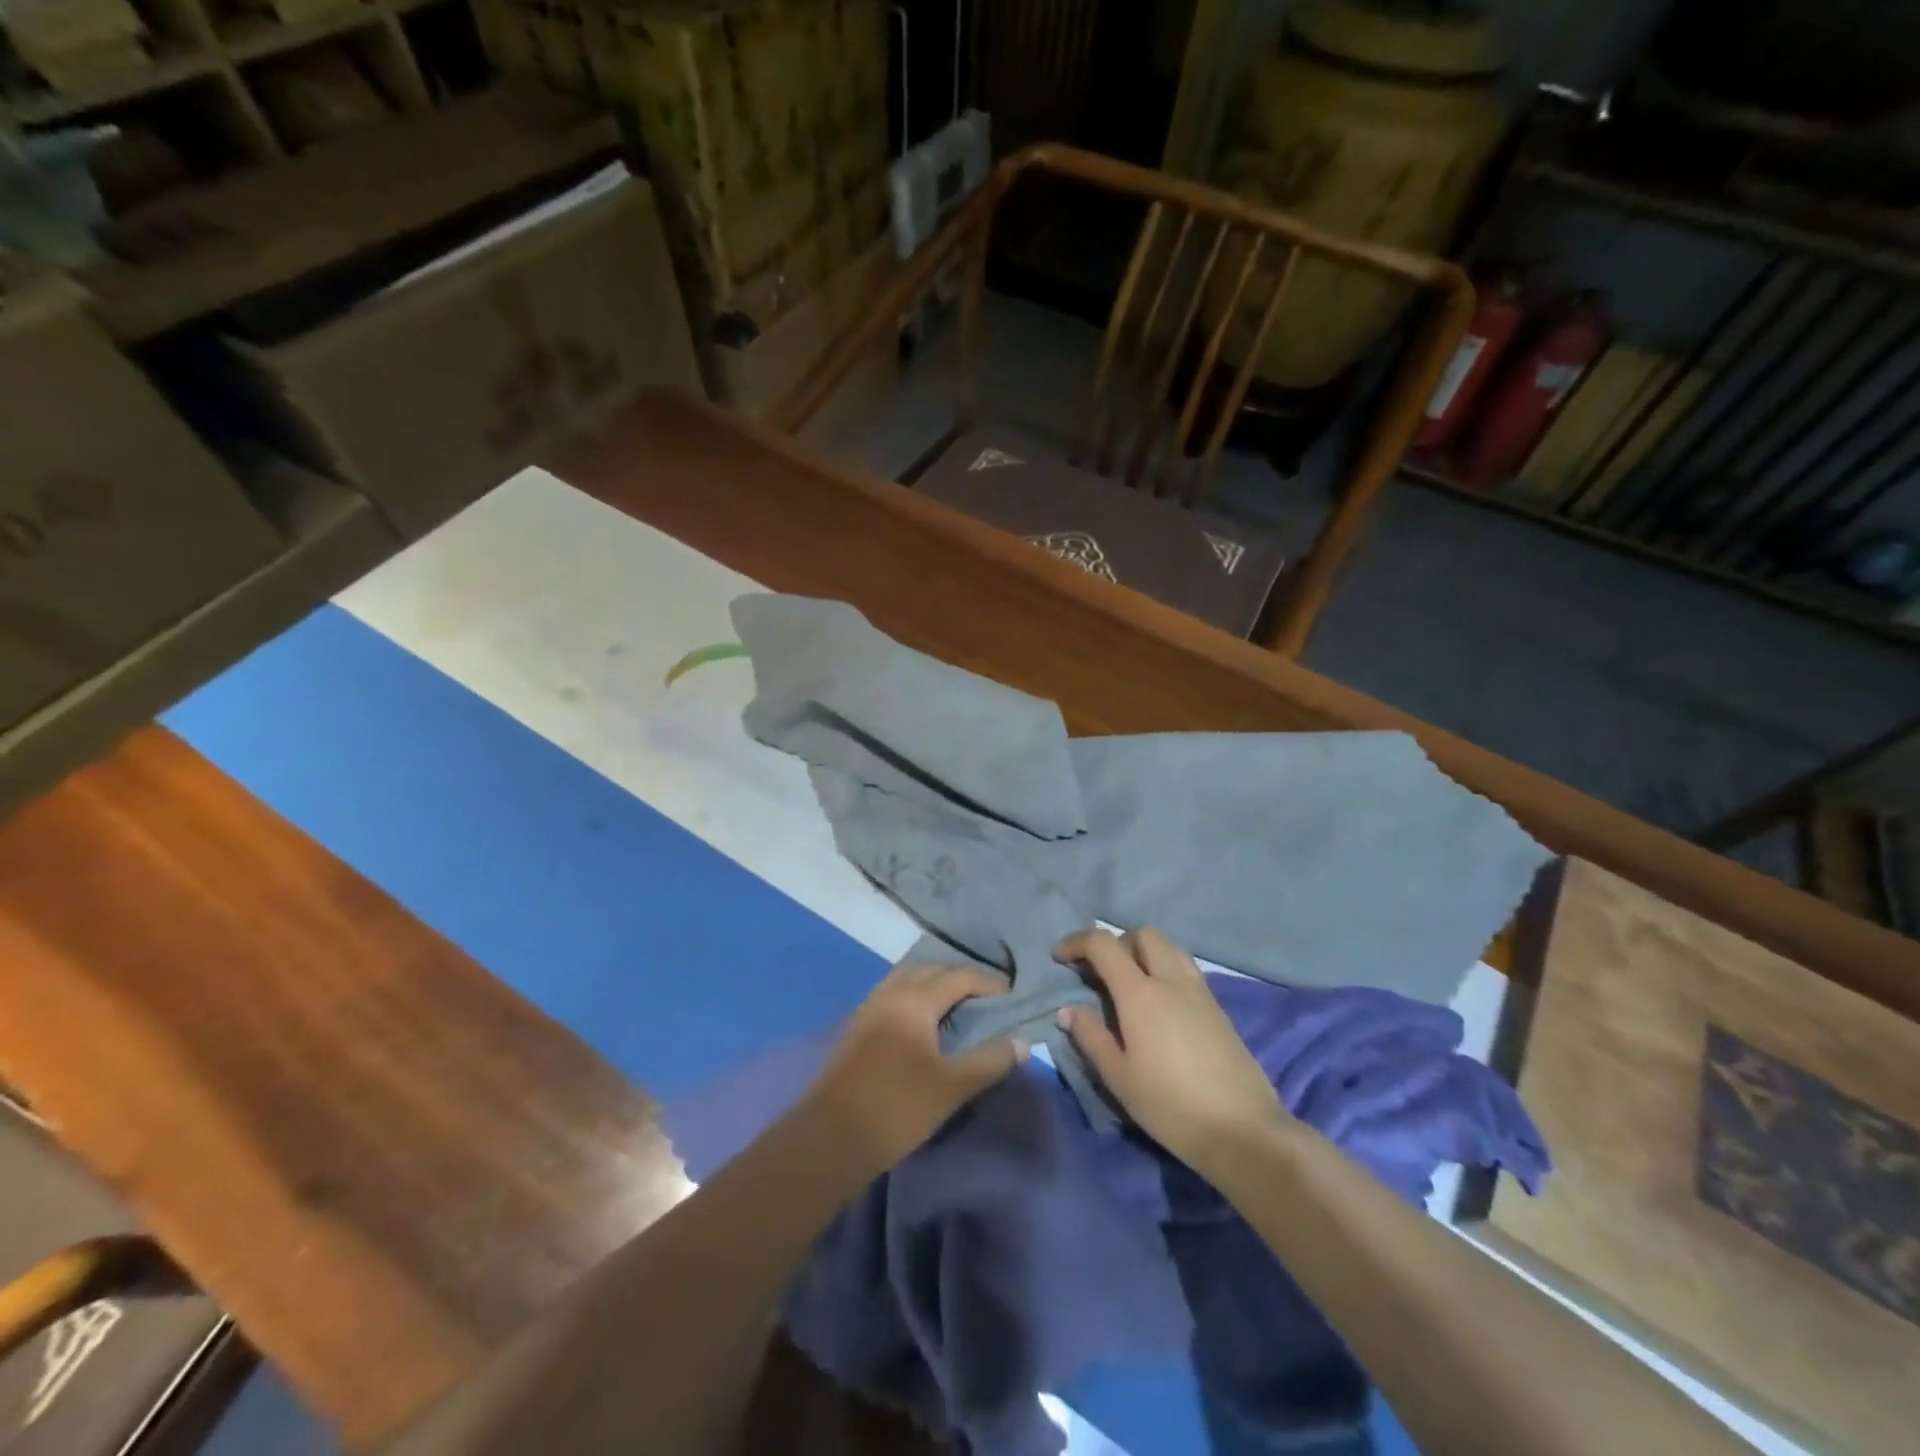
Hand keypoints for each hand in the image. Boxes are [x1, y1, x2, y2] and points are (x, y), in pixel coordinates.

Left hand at [804, 964, 1027, 1174]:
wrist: (831, 1137)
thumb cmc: (897, 1107)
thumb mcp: (952, 1086)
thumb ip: (989, 1061)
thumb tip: (1023, 1043)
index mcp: (915, 1000)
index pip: (958, 977)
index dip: (986, 982)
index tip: (1010, 993)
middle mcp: (890, 993)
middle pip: (930, 971)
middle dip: (959, 978)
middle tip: (985, 997)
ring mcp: (868, 1008)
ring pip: (906, 980)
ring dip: (932, 984)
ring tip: (955, 1005)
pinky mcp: (855, 1028)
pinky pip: (891, 995)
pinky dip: (913, 997)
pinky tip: (921, 1023)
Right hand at [1056, 928, 1288, 1173]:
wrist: (1243, 1131)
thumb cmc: (1170, 1106)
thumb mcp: (1119, 1077)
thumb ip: (1091, 1037)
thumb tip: (1069, 1010)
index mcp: (1140, 993)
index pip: (1103, 944)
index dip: (1076, 942)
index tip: (1059, 957)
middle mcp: (1171, 980)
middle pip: (1143, 935)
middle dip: (1115, 943)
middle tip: (1099, 972)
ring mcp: (1200, 991)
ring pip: (1169, 947)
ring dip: (1143, 952)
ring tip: (1129, 983)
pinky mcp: (1218, 1008)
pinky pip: (1186, 968)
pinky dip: (1165, 969)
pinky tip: (1159, 1004)